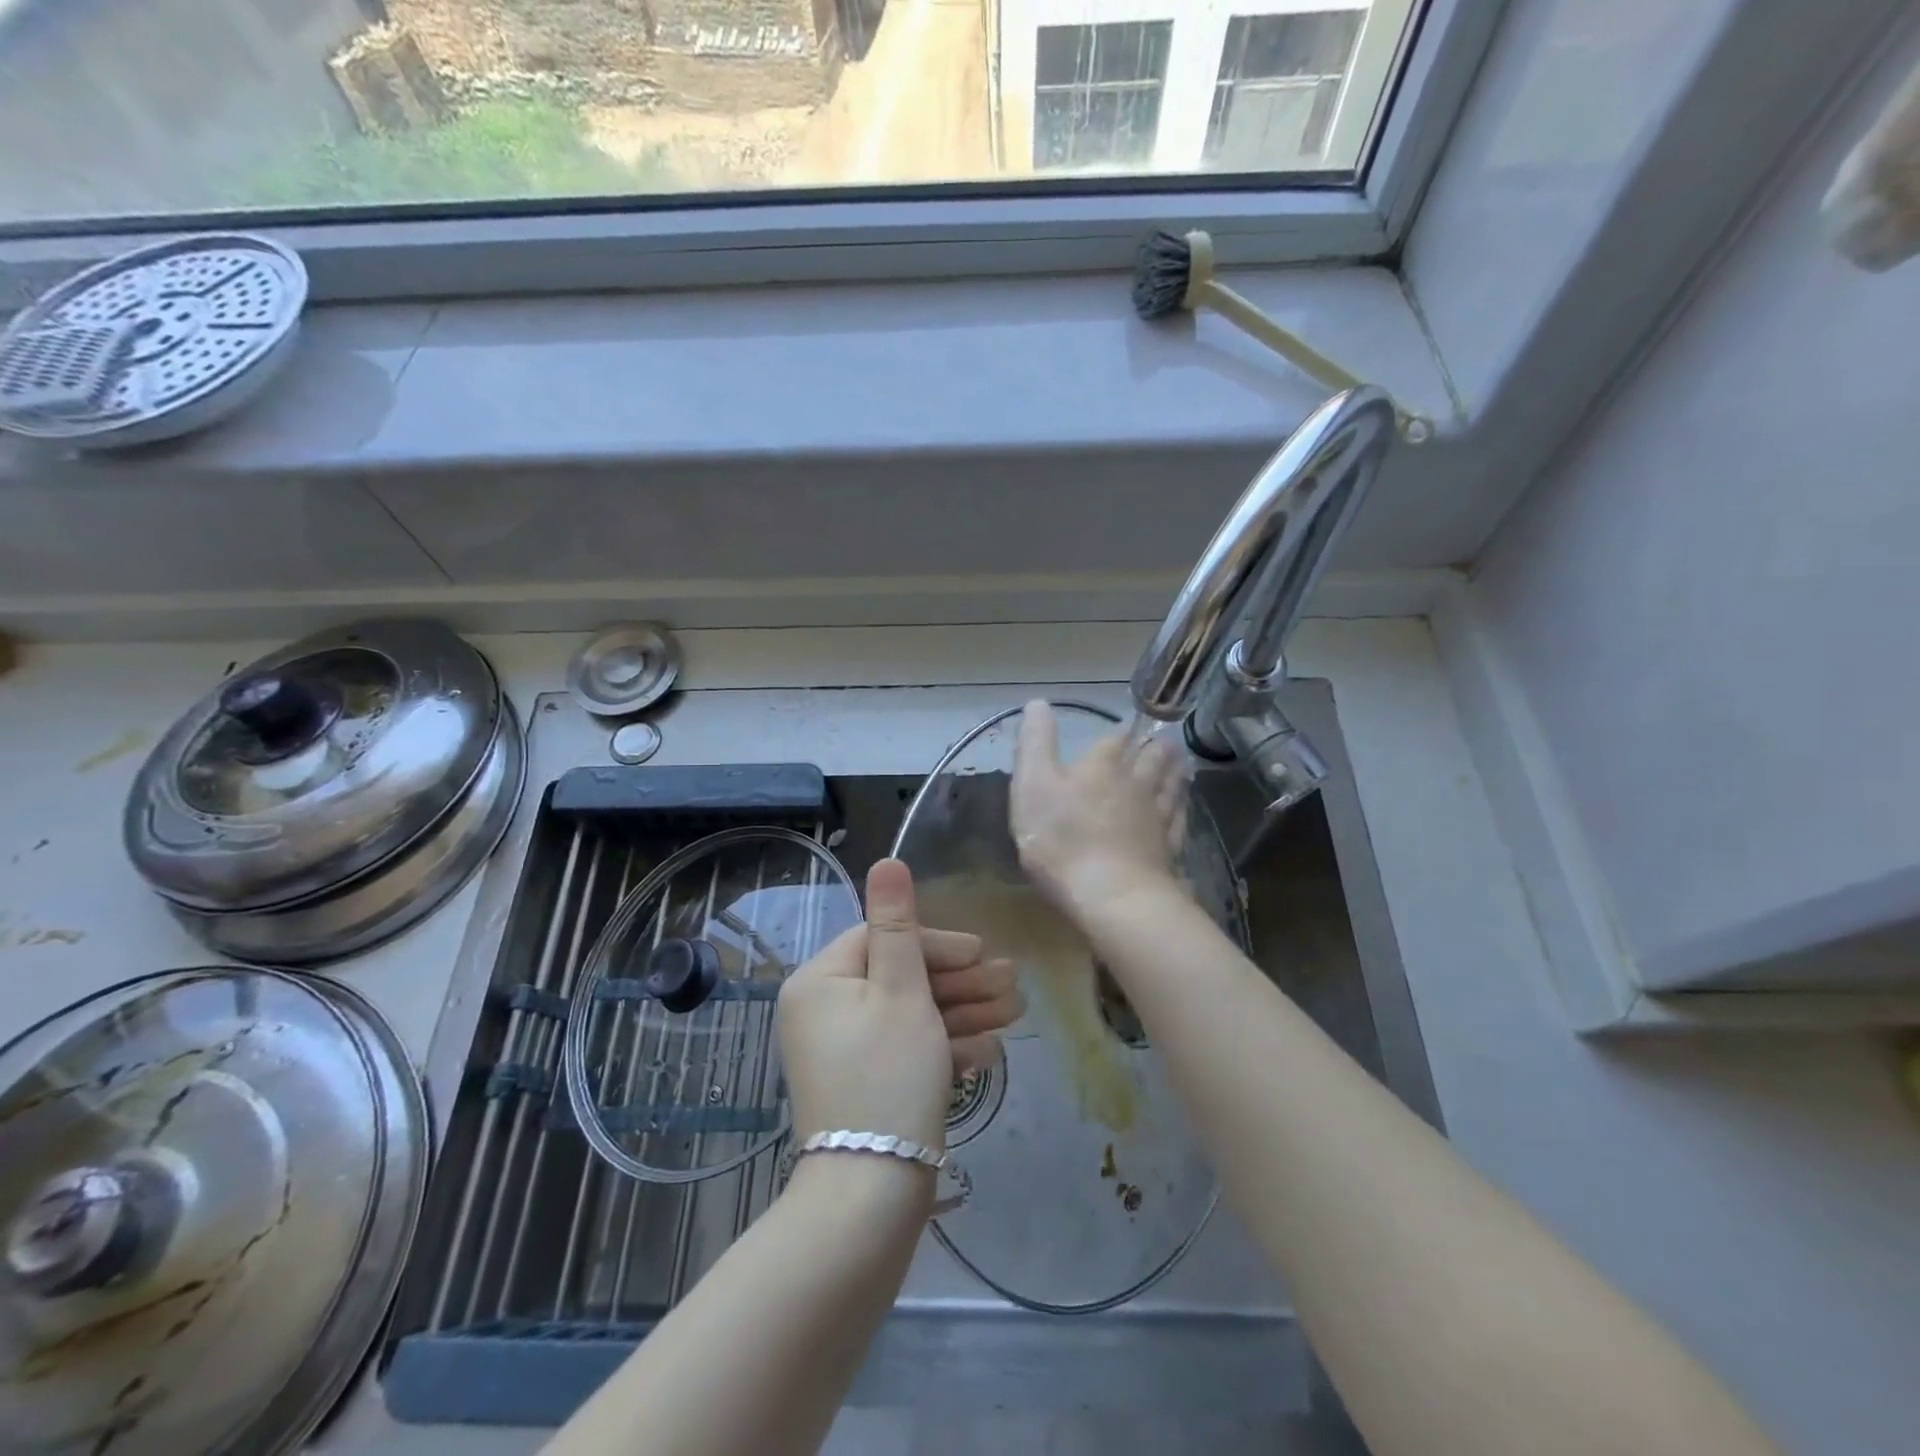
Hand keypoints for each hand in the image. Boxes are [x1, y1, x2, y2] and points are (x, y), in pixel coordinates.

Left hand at [778, 859, 1019, 1152]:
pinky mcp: (865, 1085)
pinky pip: (906, 1052)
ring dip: (962, 1013)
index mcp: (820, 981)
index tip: (982, 955)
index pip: (882, 939)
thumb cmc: (888, 1075)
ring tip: (1013, 1015)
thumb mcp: (901, 991)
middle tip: (1012, 986)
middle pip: (900, 978)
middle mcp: (824, 1011)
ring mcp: (844, 1051)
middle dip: (959, 983)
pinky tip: (986, 1053)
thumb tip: (886, 860)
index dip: (936, 944)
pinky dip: (944, 1050)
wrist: (870, 1195)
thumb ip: (897, 923)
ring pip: (910, 1016)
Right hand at [1011, 699, 1187, 918]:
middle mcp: (1136, 784)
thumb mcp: (1032, 784)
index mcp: (1102, 766)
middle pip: (1151, 759)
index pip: (1115, 739)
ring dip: (1175, 771)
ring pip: (1170, 787)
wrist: (1110, 896)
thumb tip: (1038, 702)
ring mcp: (1156, 818)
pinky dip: (1182, 808)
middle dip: (1156, 747)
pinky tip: (1184, 808)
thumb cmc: (1062, 838)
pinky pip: (1178, 821)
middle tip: (1165, 739)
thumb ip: (1035, 743)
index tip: (1125, 726)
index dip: (1119, 731)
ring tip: (1182, 762)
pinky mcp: (1167, 850)